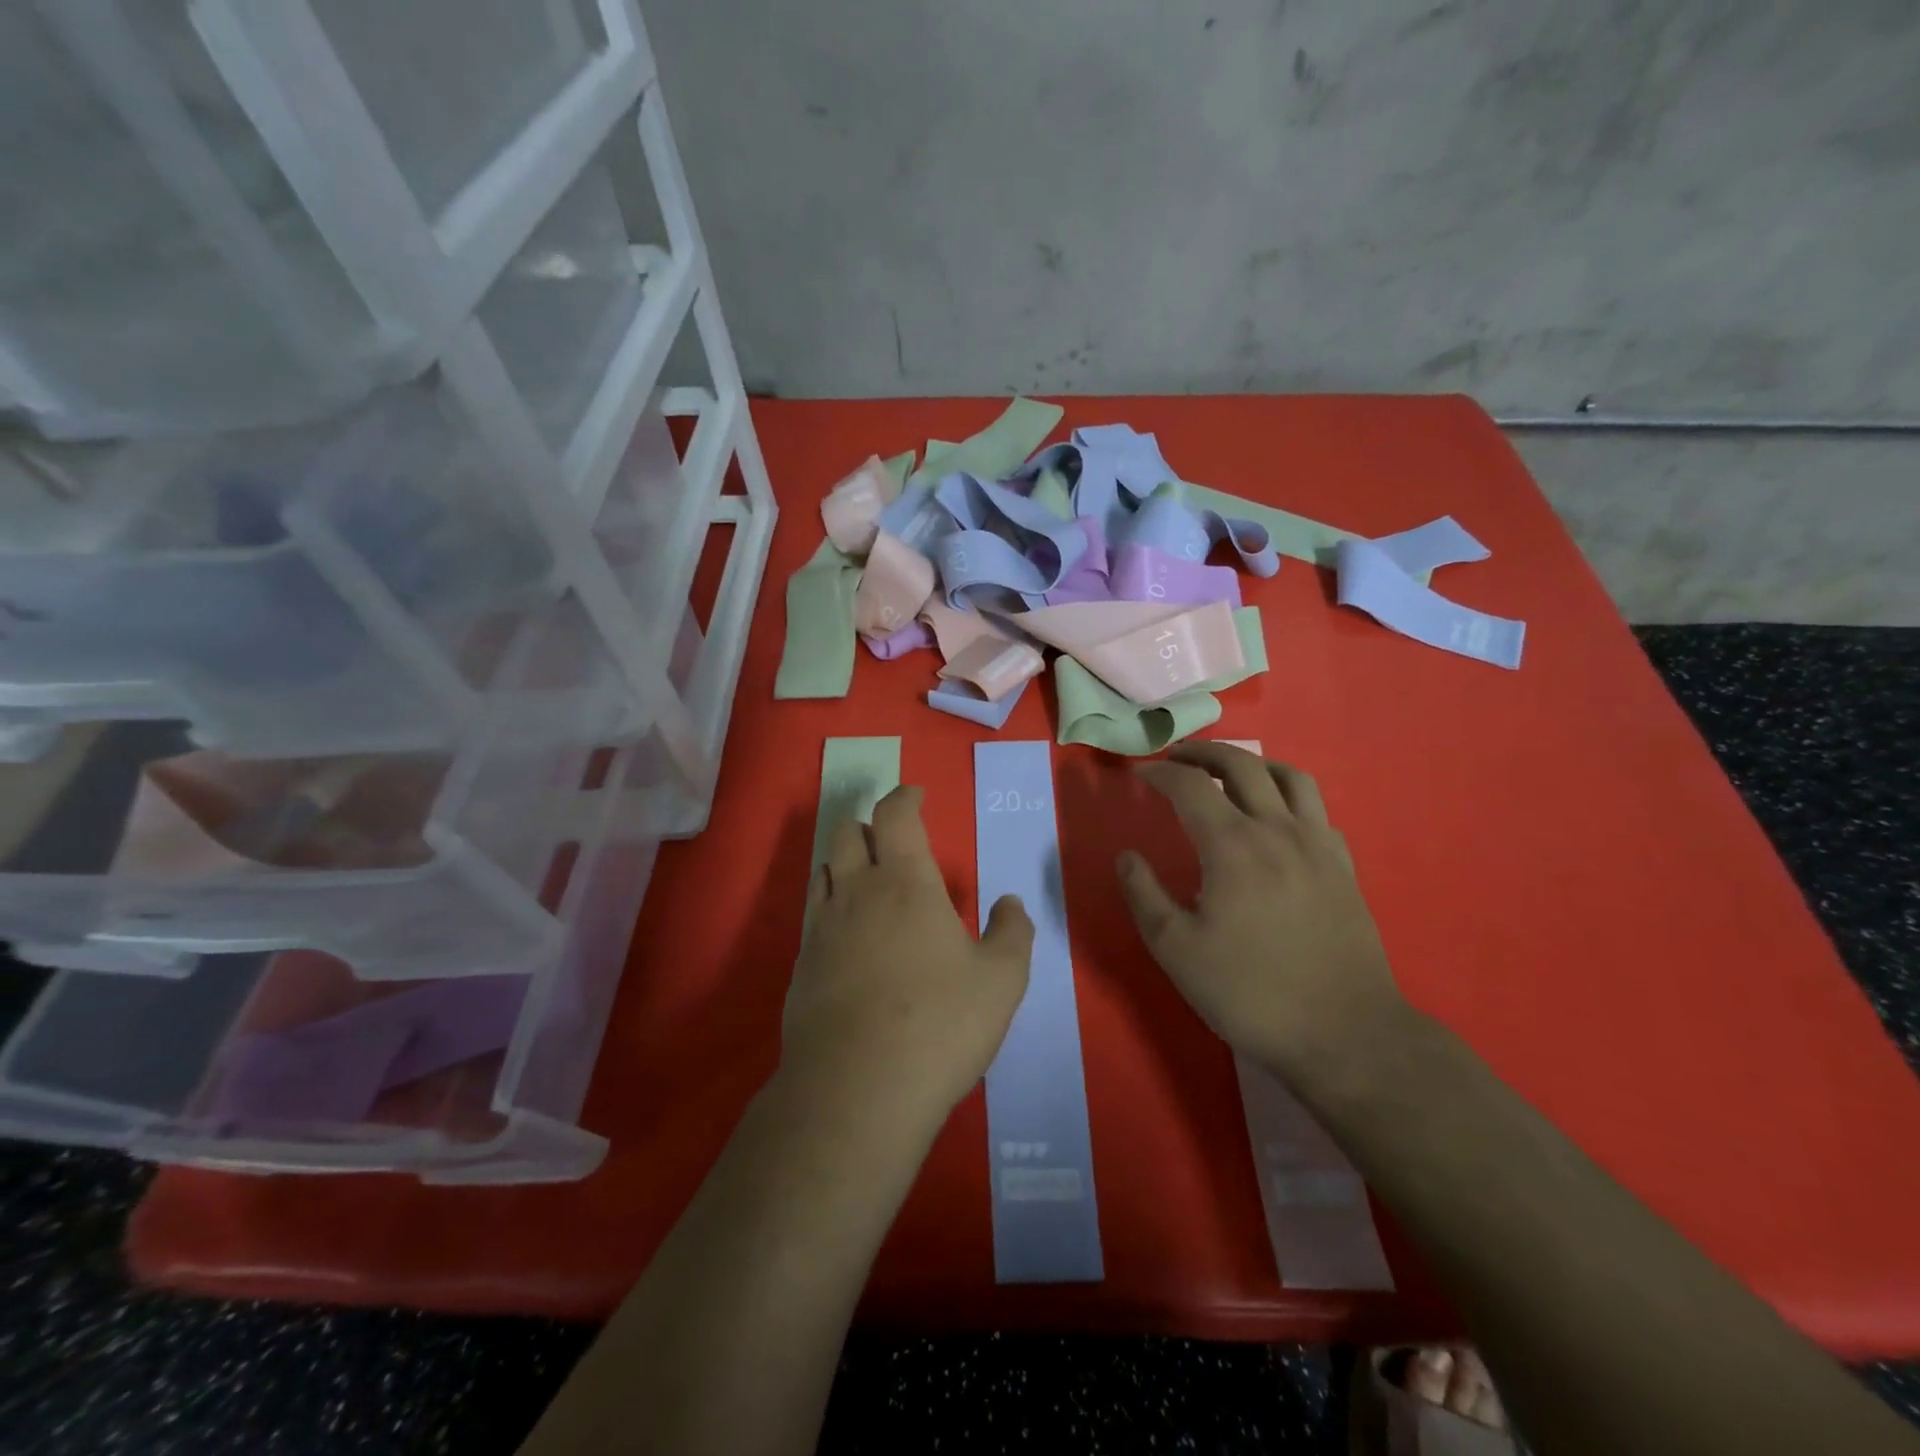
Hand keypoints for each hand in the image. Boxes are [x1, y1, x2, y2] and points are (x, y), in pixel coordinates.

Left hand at [784, 784, 1033, 1124]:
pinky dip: (831, 907)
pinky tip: (849, 938)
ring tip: (869, 884)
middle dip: (870, 827)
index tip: (916, 795)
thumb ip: (1012, 931)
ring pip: (823, 869)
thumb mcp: (1001, 979)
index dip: (904, 797)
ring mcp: (821, 928)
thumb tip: (1010, 901)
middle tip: (894, 847)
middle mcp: (855, 892)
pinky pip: (813, 915)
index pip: (895, 815)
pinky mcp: (800, 966)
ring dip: (845, 863)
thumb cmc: (940, 1023)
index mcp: (904, 881)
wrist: (858, 1089)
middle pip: (847, 832)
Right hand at [1117, 742, 1407, 1084]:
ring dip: (1252, 764)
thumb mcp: (1176, 950)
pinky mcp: (1343, 866)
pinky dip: (1288, 794)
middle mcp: (1278, 830)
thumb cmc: (1251, 992)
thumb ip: (1144, 895)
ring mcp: (1317, 845)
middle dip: (1203, 754)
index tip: (1139, 775)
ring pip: (1289, 776)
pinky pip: (1316, 808)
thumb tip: (1127, 856)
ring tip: (1229, 773)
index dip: (1160, 774)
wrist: (1345, 1032)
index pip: (1190, 787)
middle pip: (1241, 766)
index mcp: (1233, 845)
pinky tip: (1277, 816)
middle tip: (1176, 758)